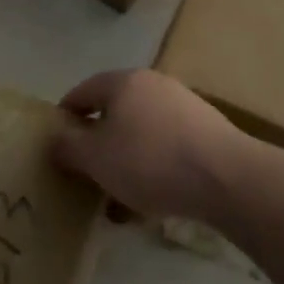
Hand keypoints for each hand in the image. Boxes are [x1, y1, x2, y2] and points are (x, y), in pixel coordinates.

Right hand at [53, 69, 244, 221]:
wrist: (227, 178)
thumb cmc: (150, 161)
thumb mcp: (95, 158)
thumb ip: (68, 147)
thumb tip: (56, 139)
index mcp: (123, 82)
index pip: (82, 92)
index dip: (65, 118)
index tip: (57, 145)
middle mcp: (154, 85)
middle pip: (114, 112)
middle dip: (98, 144)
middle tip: (87, 173)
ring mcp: (184, 106)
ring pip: (141, 134)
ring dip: (126, 161)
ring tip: (117, 198)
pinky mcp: (207, 131)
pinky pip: (167, 148)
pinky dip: (153, 168)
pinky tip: (151, 201)